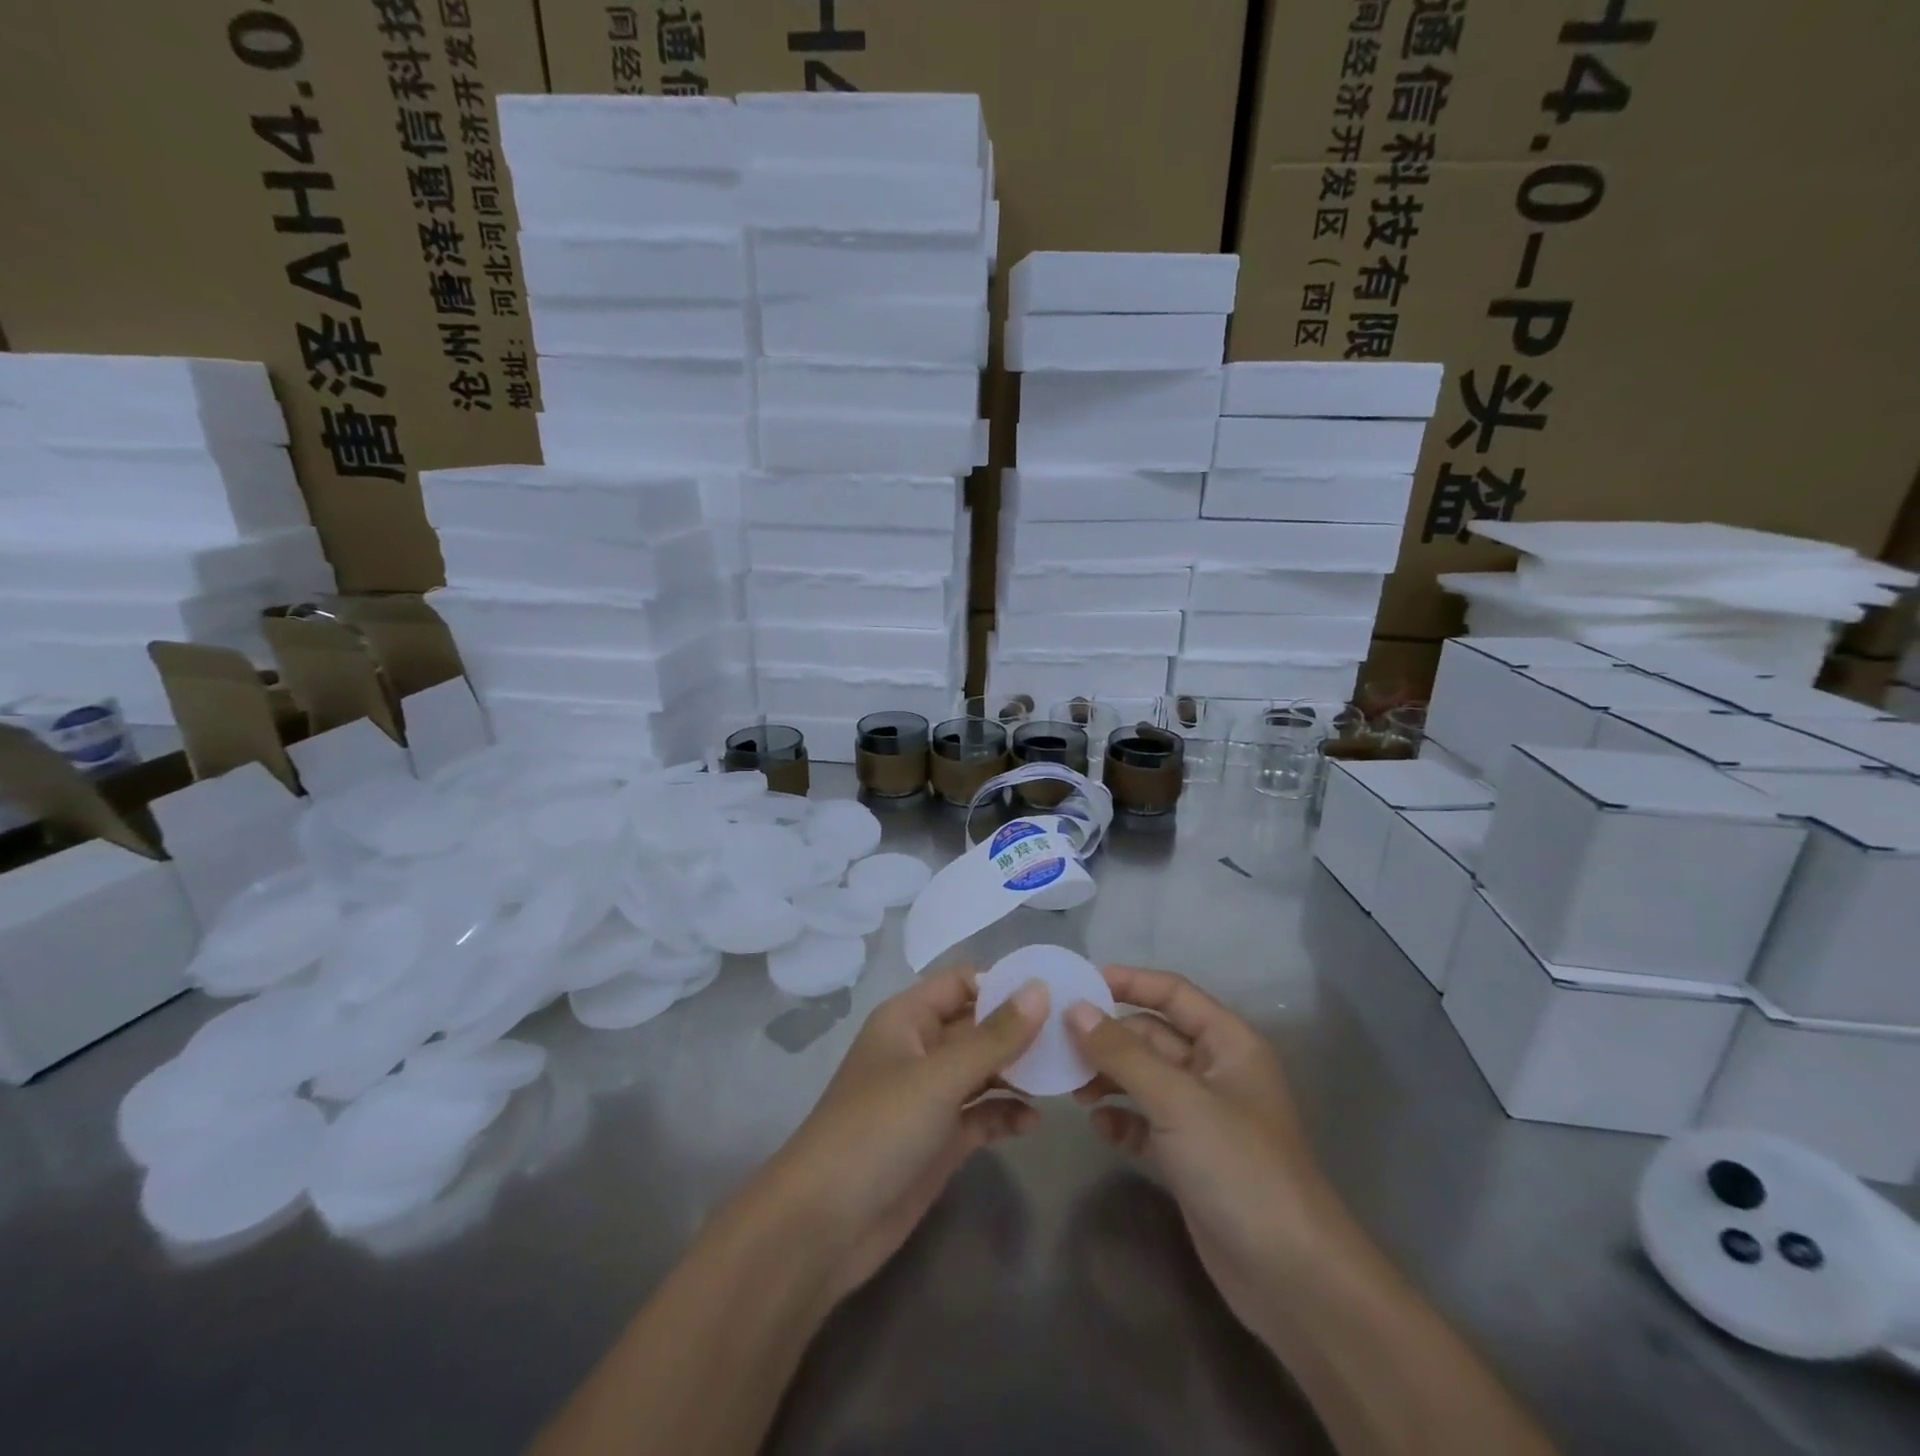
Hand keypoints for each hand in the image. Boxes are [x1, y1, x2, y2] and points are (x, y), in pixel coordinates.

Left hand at [756, 968, 1047, 1303]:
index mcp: (908, 1018)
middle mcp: (921, 1050)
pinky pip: (981, 1115)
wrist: (823, 1226)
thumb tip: (1040, 989)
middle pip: (978, 1026)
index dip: (1004, 984)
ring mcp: (931, 1097)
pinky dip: (1006, 1114)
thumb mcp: (939, 1077)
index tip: (1055, 993)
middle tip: (1075, 1039)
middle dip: (1021, 1031)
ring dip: (1019, 1073)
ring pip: (984, 1071)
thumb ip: (994, 1037)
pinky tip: (1033, 1123)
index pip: (962, 982)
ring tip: (1065, 1080)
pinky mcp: (939, 1140)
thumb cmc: (877, 1129)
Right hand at [1065, 966, 1348, 1341]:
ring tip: (1072, 1088)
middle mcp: (1215, 1071)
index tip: (1078, 982)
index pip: (1173, 993)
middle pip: (1153, 1036)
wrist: (1290, 1276)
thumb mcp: (1177, 1101)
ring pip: (1144, 1078)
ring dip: (1109, 1077)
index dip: (1129, 982)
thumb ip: (1122, 1053)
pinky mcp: (1188, 1155)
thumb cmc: (1239, 1167)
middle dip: (1109, 1038)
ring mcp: (1202, 1116)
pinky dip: (1121, 1118)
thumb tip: (1074, 1008)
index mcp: (1228, 1043)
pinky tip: (1098, 1126)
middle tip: (1059, 1043)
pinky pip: (1145, 1121)